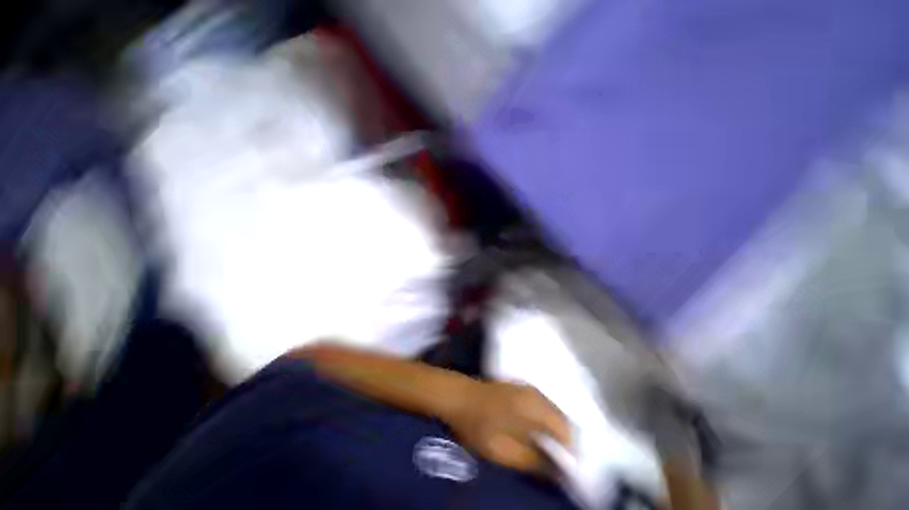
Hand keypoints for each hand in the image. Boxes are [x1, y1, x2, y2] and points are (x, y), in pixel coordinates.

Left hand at [445, 381, 570, 472]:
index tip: (566, 470)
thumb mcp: (502, 450)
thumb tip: (558, 472)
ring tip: (547, 451)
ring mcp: (528, 387)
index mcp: (534, 407)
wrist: (458, 395)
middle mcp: (536, 393)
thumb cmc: (477, 423)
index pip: (567, 432)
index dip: (570, 453)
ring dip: (555, 432)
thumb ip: (532, 461)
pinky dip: (545, 421)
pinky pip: (543, 405)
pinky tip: (536, 433)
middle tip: (556, 462)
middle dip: (564, 442)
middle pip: (562, 420)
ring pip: (553, 412)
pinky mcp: (521, 387)